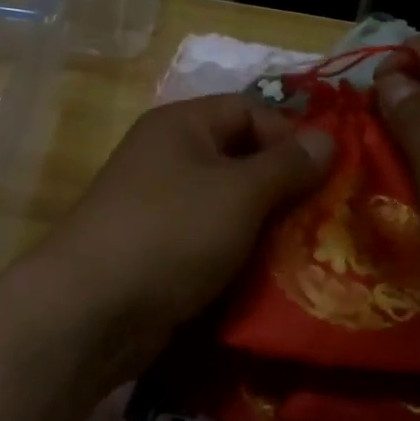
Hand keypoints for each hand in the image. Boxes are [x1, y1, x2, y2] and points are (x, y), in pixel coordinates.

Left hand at [36, 93, 332, 374]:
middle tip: (326, 219)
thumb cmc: (171, 232)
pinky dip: (240, 256)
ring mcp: (160, 208)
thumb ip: (287, 165)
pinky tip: (271, 279)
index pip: (249, 109)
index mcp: (181, 125)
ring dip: (266, 227)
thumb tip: (327, 139)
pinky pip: (211, 242)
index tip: (327, 176)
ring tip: (308, 252)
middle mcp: (167, 158)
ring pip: (228, 206)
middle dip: (284, 187)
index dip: (290, 135)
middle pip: (240, 159)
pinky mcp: (159, 252)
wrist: (92, 310)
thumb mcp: (239, 192)